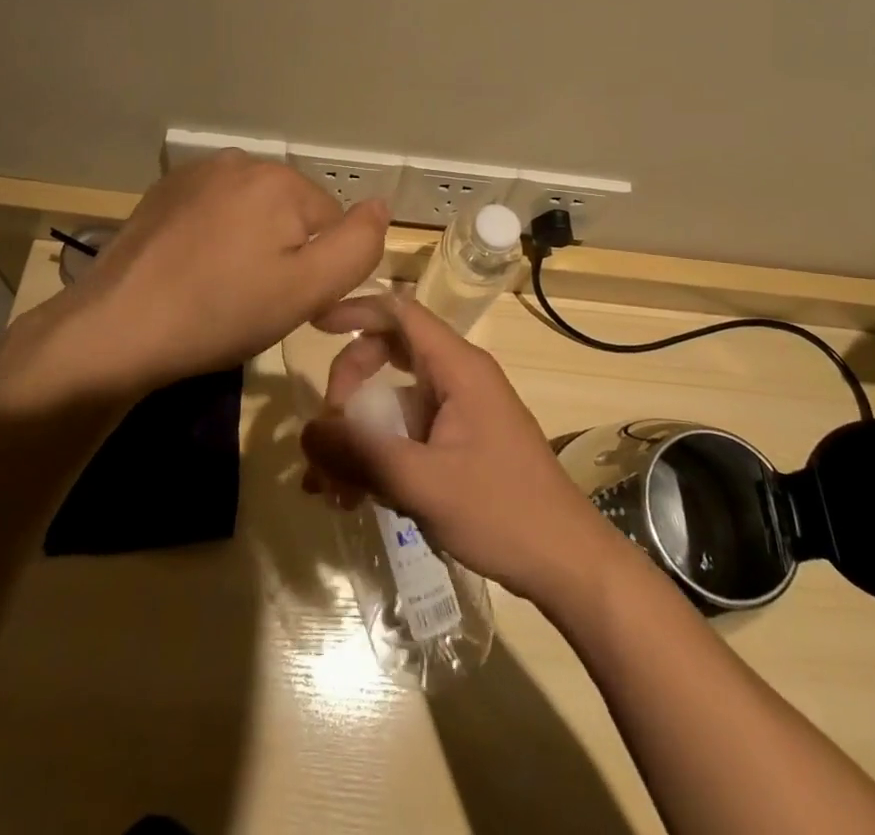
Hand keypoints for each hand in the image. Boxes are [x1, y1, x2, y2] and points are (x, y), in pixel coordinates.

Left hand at [0, 150, 391, 411]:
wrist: (117, 327)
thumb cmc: (221, 312)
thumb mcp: (308, 290)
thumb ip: (358, 245)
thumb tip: (381, 204)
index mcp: (280, 179)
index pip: (332, 222)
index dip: (317, 268)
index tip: (286, 302)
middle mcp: (241, 161)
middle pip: (291, 211)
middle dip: (284, 250)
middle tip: (253, 299)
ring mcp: (197, 172)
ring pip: (253, 210)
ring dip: (250, 242)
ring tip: (221, 286)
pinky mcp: (165, 190)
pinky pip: (215, 209)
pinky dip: (215, 235)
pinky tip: (192, 269)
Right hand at [299, 294, 623, 608]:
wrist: (567, 563)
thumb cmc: (503, 512)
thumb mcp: (424, 483)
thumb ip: (362, 454)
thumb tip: (306, 432)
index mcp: (457, 368)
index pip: (400, 313)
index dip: (356, 310)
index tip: (315, 327)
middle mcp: (458, 378)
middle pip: (389, 355)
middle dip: (348, 388)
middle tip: (324, 433)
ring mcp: (460, 411)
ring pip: (393, 401)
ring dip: (358, 434)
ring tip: (327, 487)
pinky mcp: (460, 442)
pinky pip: (407, 433)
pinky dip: (378, 455)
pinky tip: (354, 498)